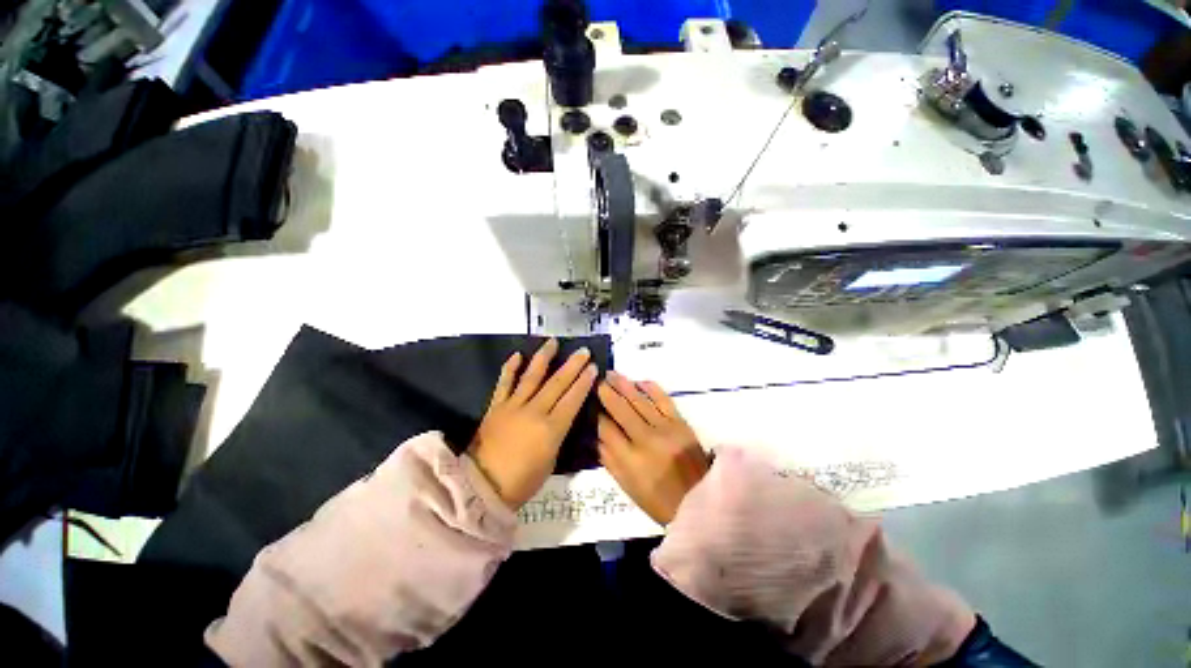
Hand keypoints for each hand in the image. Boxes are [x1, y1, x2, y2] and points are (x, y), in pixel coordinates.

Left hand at [469, 339, 597, 508]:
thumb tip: (562, 417)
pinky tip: (517, 355)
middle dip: (572, 365)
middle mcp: (535, 412)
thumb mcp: (551, 460)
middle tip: (582, 351)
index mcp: (552, 429)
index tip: (593, 367)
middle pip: (557, 383)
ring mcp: (514, 406)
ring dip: (544, 358)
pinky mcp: (496, 407)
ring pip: (532, 377)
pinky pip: (504, 383)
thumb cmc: (522, 481)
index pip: (573, 399)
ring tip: (553, 342)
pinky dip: (510, 368)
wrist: (482, 487)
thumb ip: (558, 434)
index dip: (584, 382)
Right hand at [597, 371, 708, 524]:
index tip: (589, 403)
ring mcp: (665, 428)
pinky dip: (651, 388)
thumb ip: (610, 460)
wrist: (701, 501)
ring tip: (611, 374)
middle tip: (597, 380)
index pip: (606, 429)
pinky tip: (639, 381)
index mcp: (630, 459)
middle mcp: (646, 439)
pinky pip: (663, 399)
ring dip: (624, 385)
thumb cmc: (660, 500)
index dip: (596, 414)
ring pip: (640, 400)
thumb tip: (596, 436)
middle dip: (606, 392)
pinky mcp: (680, 422)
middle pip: (621, 409)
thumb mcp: (628, 486)